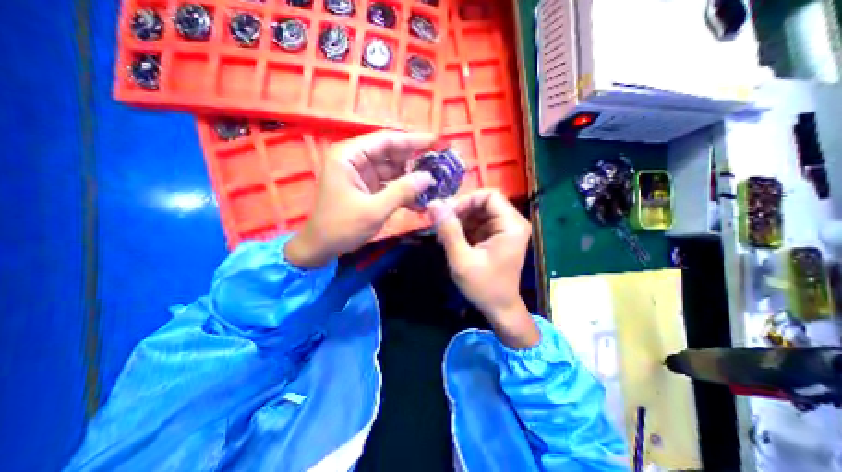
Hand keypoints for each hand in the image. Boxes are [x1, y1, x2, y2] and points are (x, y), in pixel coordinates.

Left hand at [286, 131, 437, 266]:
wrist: (322, 248)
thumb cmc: (342, 227)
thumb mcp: (374, 210)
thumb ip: (402, 191)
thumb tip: (429, 177)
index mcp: (349, 156)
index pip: (386, 140)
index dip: (413, 140)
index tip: (437, 141)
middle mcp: (355, 160)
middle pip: (391, 153)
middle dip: (415, 161)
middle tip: (440, 165)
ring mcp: (362, 174)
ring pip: (393, 170)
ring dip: (412, 179)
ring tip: (435, 185)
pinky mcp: (367, 188)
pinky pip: (390, 184)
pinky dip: (403, 192)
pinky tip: (420, 202)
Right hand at [428, 189, 538, 347]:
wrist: (499, 308)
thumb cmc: (484, 287)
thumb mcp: (462, 260)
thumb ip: (449, 231)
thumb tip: (434, 204)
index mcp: (511, 225)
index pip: (489, 195)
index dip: (466, 200)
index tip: (446, 214)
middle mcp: (511, 222)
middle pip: (482, 202)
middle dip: (459, 211)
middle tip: (439, 224)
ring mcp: (503, 229)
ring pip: (476, 212)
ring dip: (458, 220)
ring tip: (442, 235)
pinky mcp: (495, 236)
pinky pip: (476, 223)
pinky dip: (461, 229)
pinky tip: (449, 240)